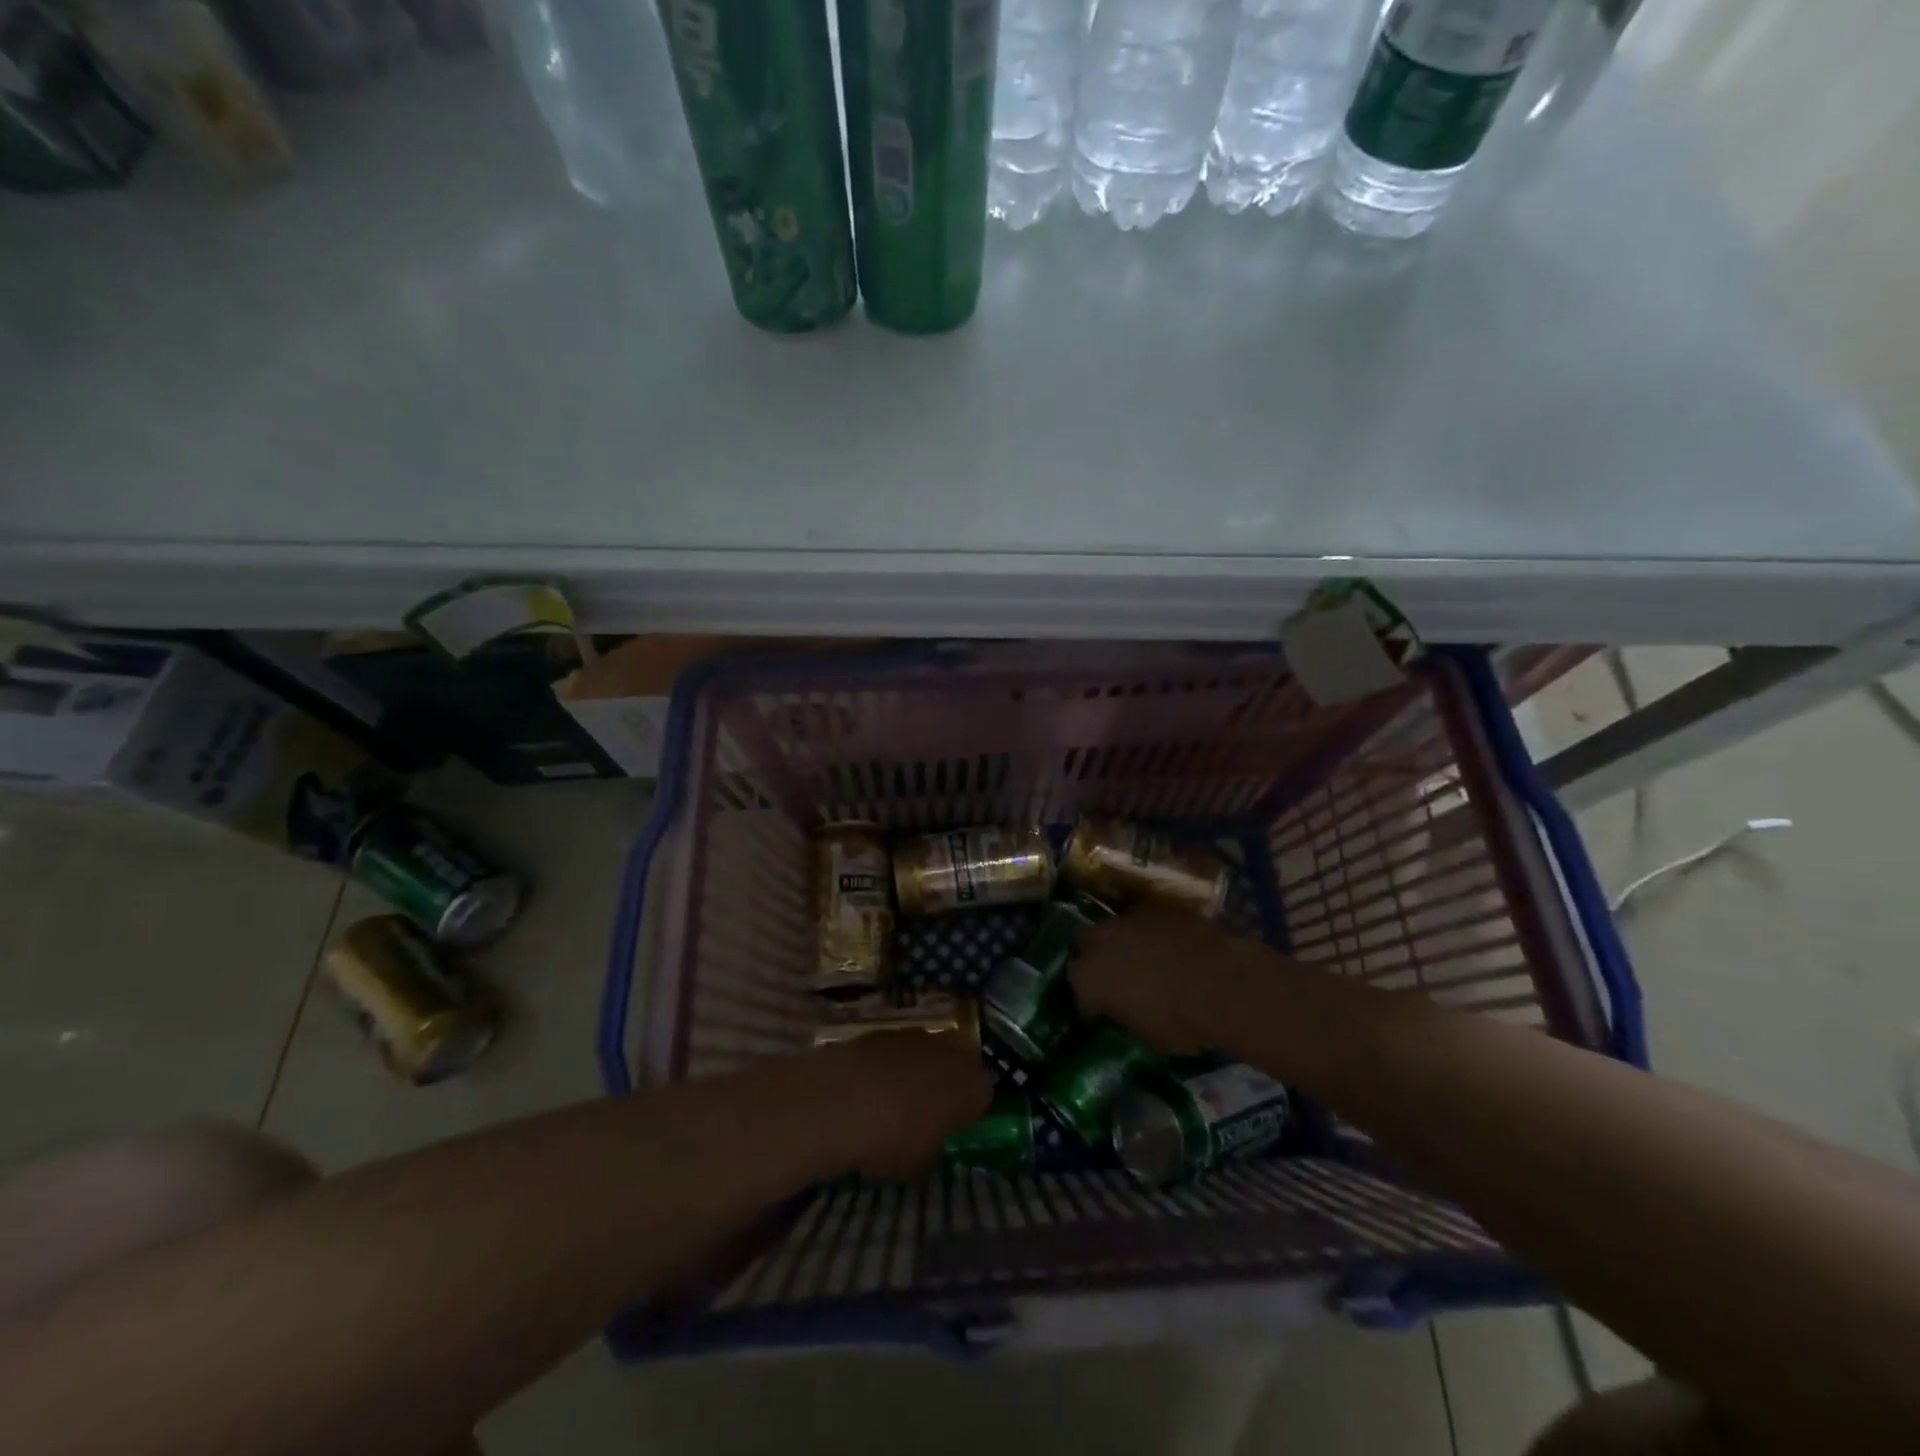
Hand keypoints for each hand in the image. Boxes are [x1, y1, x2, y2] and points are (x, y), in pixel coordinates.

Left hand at [806, 1033, 994, 1181]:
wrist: (842, 1099)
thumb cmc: (893, 1138)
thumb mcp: (918, 1164)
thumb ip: (932, 1150)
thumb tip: (929, 1149)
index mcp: (971, 1086)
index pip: (984, 1094)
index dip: (969, 1111)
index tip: (954, 1127)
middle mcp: (951, 1052)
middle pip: (957, 1066)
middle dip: (946, 1085)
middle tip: (927, 1112)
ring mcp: (917, 1036)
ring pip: (926, 1054)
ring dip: (916, 1071)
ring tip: (893, 1099)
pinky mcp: (885, 1030)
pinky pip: (896, 1050)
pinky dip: (888, 1064)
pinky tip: (869, 1086)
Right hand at [1070, 903, 1256, 1054]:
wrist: (1224, 983)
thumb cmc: (1180, 1021)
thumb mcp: (1144, 1035)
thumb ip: (1122, 1016)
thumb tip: (1121, 1011)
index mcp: (1088, 977)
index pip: (1076, 989)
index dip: (1089, 1002)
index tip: (1100, 1013)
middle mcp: (1100, 941)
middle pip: (1084, 944)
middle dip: (1094, 958)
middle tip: (1113, 977)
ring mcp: (1129, 919)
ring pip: (1114, 929)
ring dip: (1121, 943)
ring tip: (1142, 961)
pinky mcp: (1158, 908)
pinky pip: (1144, 922)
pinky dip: (1150, 935)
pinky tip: (1167, 949)